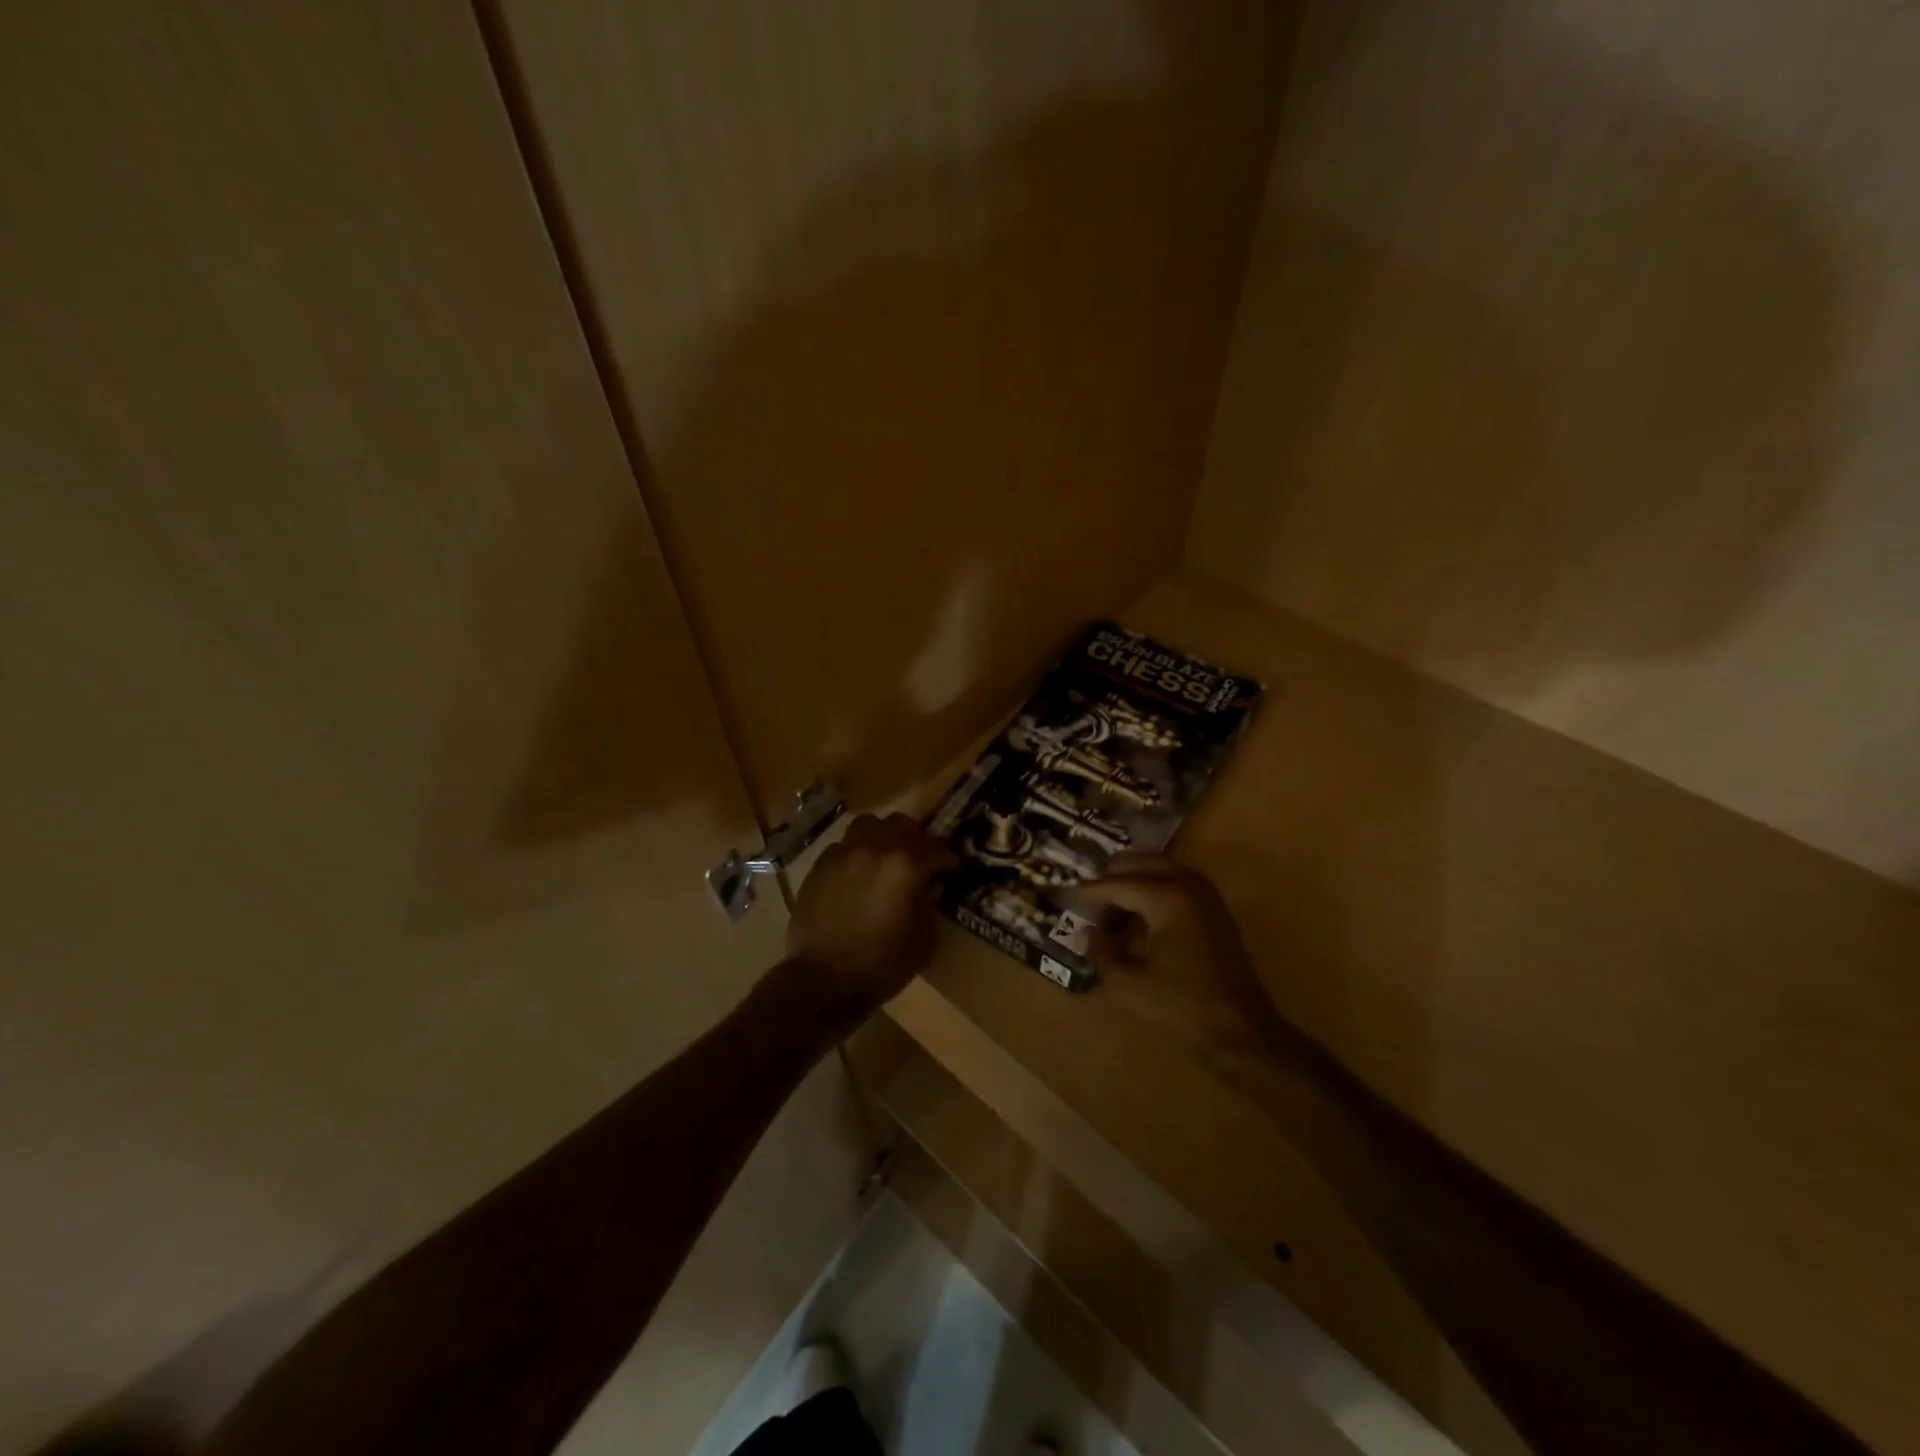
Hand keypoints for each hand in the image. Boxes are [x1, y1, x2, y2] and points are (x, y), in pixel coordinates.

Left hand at [785, 812, 957, 1020]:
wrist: (823, 981)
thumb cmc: (881, 965)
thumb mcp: (923, 941)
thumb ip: (931, 906)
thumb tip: (930, 888)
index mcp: (905, 866)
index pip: (937, 850)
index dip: (949, 860)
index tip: (954, 869)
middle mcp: (875, 849)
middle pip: (902, 825)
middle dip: (917, 839)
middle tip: (922, 858)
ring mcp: (844, 853)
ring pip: (869, 824)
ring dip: (883, 835)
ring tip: (887, 855)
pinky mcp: (820, 865)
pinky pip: (844, 844)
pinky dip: (857, 851)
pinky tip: (858, 872)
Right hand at [1071, 854, 1278, 1058]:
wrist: (1239, 1029)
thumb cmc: (1180, 1005)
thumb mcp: (1127, 983)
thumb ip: (1102, 951)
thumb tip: (1091, 932)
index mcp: (1166, 897)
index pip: (1117, 884)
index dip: (1090, 892)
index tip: (1068, 897)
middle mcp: (1187, 883)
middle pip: (1139, 863)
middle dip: (1111, 876)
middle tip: (1088, 897)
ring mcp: (1205, 894)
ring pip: (1159, 868)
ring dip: (1133, 880)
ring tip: (1110, 906)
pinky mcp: (1213, 909)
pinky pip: (1175, 882)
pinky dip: (1153, 888)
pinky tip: (1138, 915)